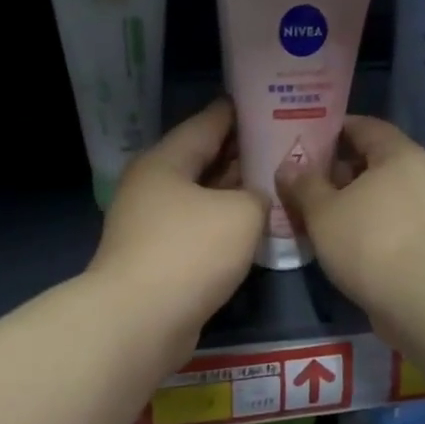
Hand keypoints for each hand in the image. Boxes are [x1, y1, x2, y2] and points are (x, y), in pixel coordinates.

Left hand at [92, 98, 267, 356]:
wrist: (141, 321)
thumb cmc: (190, 253)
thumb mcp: (241, 214)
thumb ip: (258, 196)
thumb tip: (253, 200)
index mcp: (165, 161)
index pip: (207, 123)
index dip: (240, 111)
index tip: (270, 102)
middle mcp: (153, 188)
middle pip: (203, 161)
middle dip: (241, 155)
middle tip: (283, 147)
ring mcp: (151, 227)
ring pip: (202, 200)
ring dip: (234, 195)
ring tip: (275, 187)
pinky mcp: (158, 261)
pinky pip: (198, 233)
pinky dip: (224, 228)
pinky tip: (253, 232)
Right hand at [276, 116, 424, 326]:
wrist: (421, 298)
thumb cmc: (369, 241)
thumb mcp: (323, 211)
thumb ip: (303, 186)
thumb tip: (288, 167)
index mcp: (399, 154)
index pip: (364, 127)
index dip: (333, 131)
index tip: (305, 142)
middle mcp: (421, 175)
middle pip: (374, 163)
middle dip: (339, 172)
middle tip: (304, 184)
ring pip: (382, 198)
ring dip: (352, 204)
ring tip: (318, 217)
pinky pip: (391, 225)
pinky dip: (367, 228)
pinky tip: (343, 244)